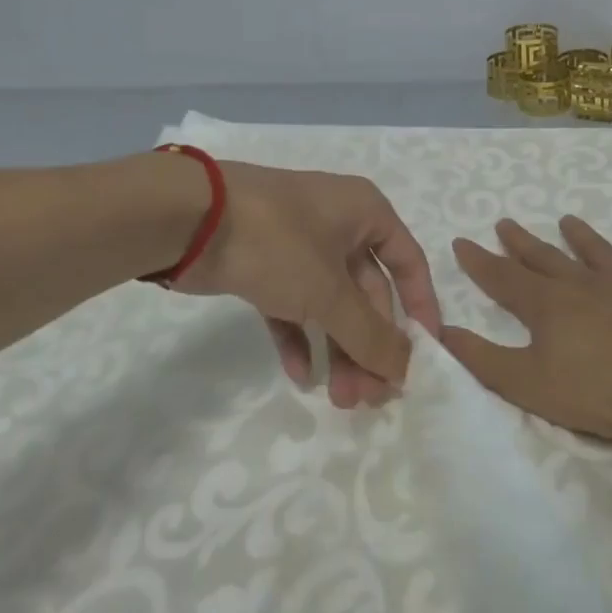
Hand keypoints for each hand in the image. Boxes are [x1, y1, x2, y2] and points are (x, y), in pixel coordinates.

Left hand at [176, 162, 443, 408]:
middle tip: (368, 396)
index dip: (420, 309)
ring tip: (339, 399)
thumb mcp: (330, 292)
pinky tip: (299, 374)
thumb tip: (405, 370)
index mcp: (366, 213)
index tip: (423, 355)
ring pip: (330, 303)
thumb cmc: (277, 242)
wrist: (188, 218)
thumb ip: (370, 335)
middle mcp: (338, 225)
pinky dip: (299, 337)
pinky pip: (293, 305)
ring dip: (338, 349)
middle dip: (369, 345)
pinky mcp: (263, 264)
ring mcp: (298, 245)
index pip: (409, 263)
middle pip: (367, 292)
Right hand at [442, 216, 611, 447]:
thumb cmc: (599, 392)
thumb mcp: (527, 383)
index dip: (480, 262)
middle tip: (505, 223)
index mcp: (548, 305)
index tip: (461, 241)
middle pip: (546, 259)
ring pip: (599, 255)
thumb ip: (482, 358)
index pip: (503, 278)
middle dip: (521, 243)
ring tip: (567, 220)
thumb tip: (442, 331)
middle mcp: (585, 287)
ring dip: (582, 238)